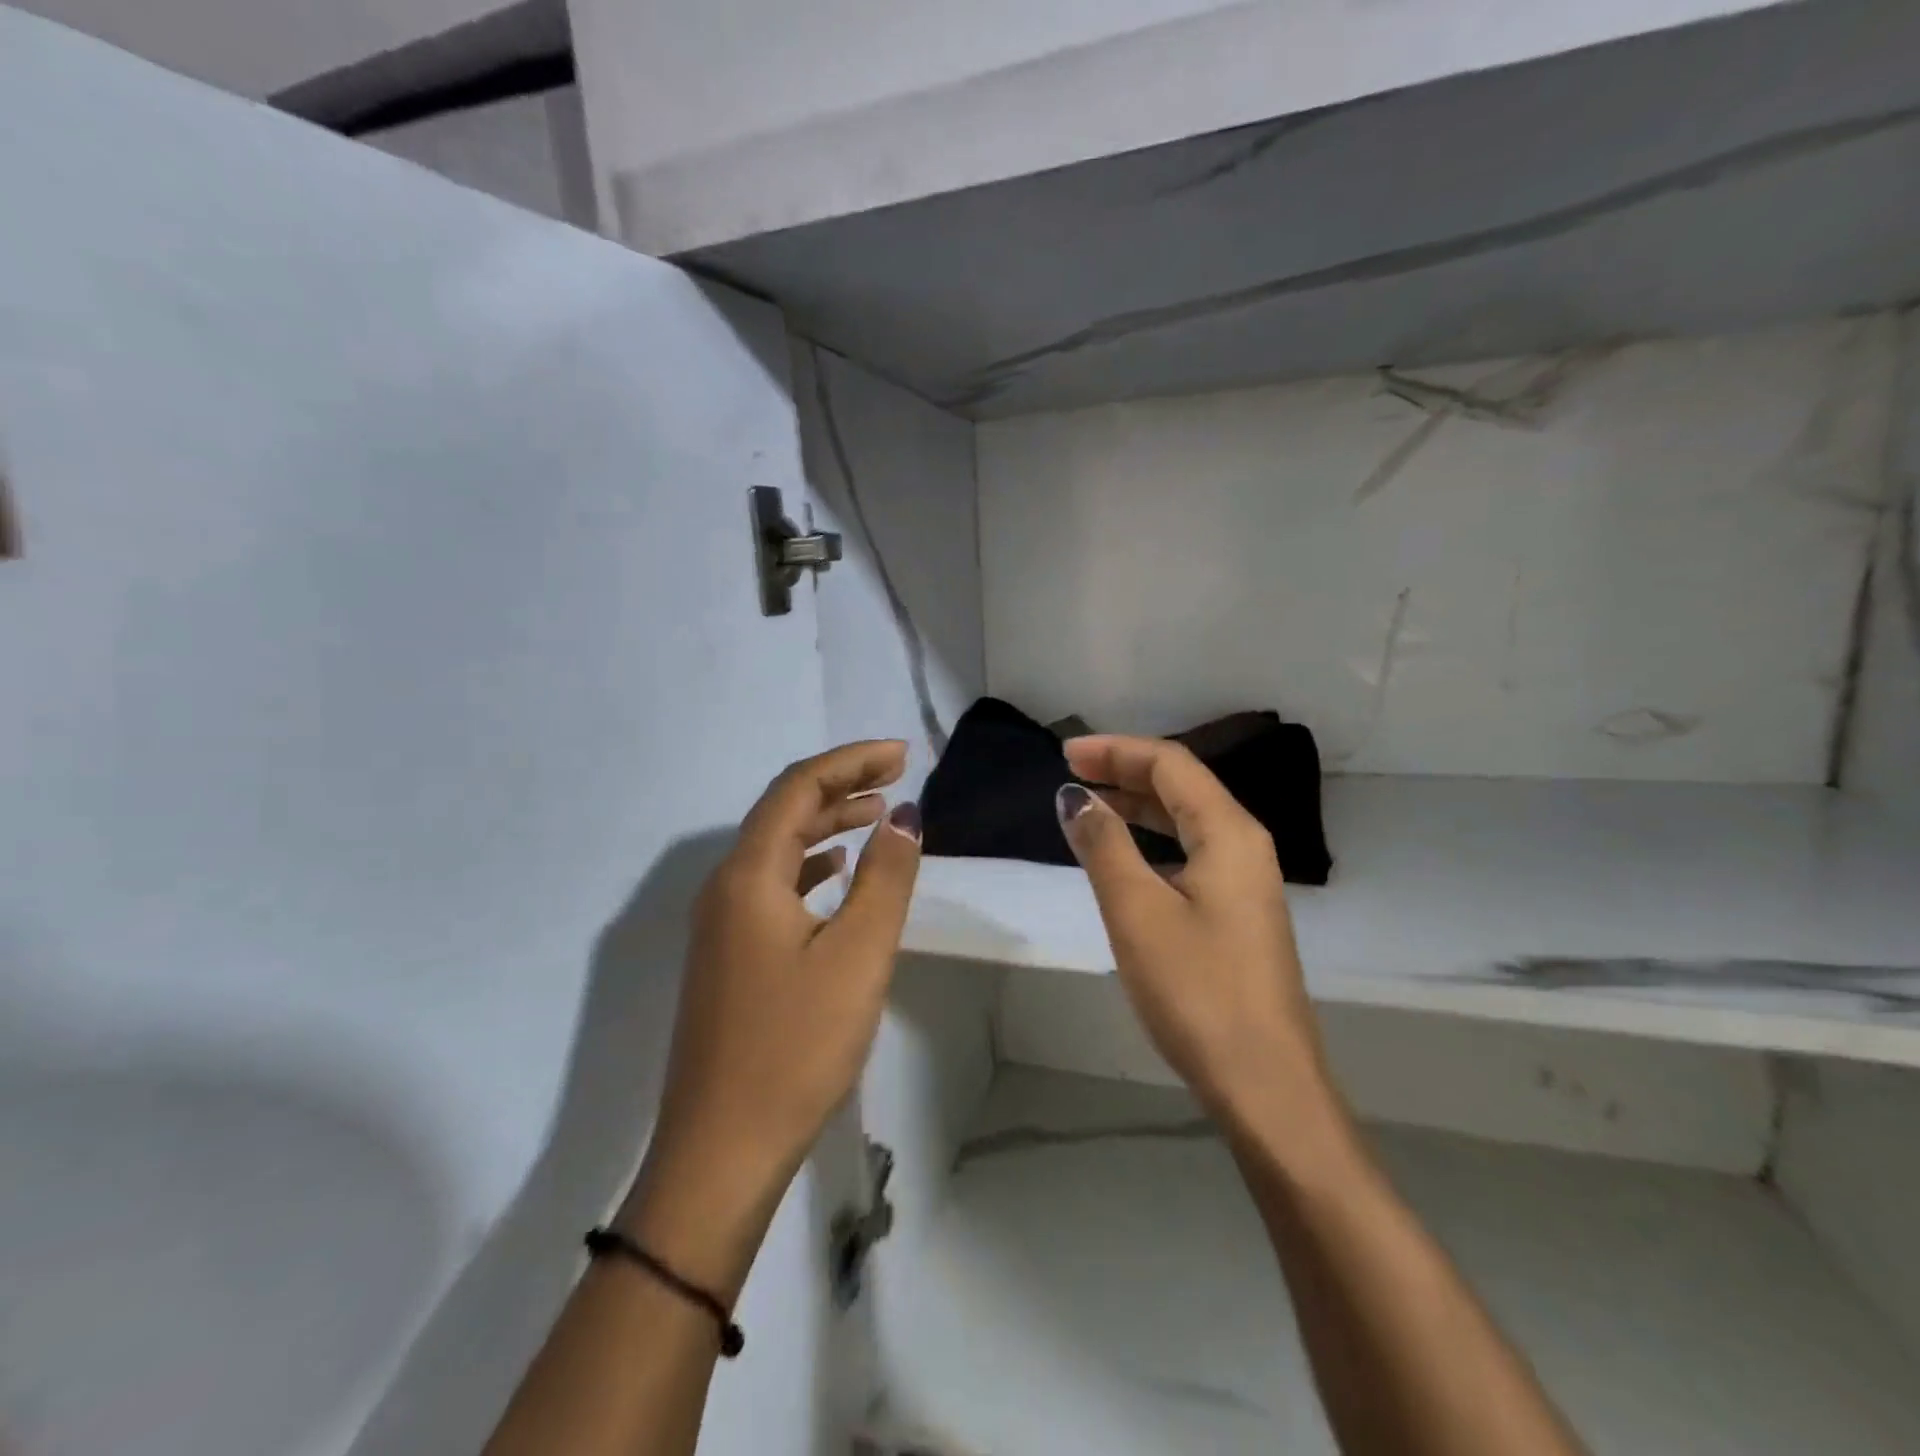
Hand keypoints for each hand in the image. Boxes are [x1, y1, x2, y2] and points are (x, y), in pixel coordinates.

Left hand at [618, 740, 922, 1295]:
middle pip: (783, 811)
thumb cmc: (795, 1048)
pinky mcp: (729, 956)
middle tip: (897, 774)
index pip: (798, 788)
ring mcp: (721, 924)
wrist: (720, 1152)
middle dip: (841, 785)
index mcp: (748, 876)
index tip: (903, 755)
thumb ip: (885, 878)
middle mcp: (725, 888)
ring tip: (877, 814)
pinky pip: (773, 886)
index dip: (851, 762)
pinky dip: (811, 865)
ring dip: (827, 824)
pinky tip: (838, 873)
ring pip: (777, 849)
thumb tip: (904, 816)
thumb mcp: (857, 956)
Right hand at [1056, 735, 1333, 1128]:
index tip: (1065, 754)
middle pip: (1182, 786)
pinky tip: (1126, 859)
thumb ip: (1104, 845)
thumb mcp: (1136, 911)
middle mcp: (1245, 846)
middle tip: (1072, 772)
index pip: (1170, 765)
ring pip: (1187, 821)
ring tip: (1091, 805)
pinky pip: (1191, 854)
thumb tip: (1074, 797)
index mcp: (1229, 833)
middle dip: (1126, 771)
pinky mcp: (1238, 915)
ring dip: (1139, 805)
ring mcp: (1246, 883)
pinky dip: (1153, 841)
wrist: (1265, 1084)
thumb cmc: (1197, 990)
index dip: (1116, 751)